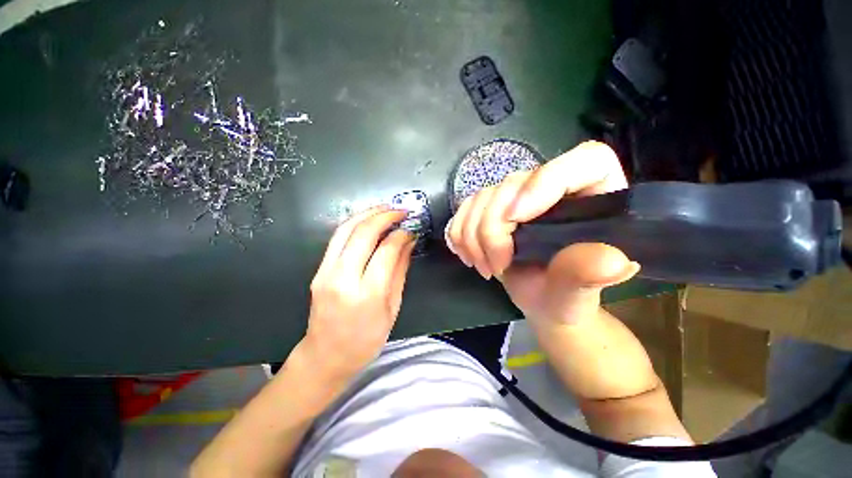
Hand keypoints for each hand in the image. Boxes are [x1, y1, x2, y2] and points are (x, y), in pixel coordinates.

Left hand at [302, 206, 415, 380]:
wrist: (326, 356)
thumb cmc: (366, 339)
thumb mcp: (392, 307)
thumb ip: (400, 271)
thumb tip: (408, 242)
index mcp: (368, 294)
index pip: (387, 250)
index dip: (401, 235)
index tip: (411, 228)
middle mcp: (343, 278)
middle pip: (363, 233)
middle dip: (385, 216)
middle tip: (400, 210)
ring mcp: (326, 273)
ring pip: (345, 230)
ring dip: (367, 214)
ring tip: (385, 209)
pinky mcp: (318, 271)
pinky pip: (336, 239)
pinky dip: (354, 224)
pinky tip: (367, 221)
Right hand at [445, 141, 640, 324]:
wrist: (542, 300)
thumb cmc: (566, 296)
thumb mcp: (578, 293)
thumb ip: (588, 275)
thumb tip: (610, 261)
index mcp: (596, 198)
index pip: (585, 161)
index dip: (545, 182)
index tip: (515, 219)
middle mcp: (556, 187)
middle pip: (514, 183)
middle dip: (493, 229)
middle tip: (496, 267)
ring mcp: (520, 196)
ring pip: (483, 196)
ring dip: (473, 236)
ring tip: (485, 267)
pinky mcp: (494, 207)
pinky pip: (466, 208)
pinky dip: (460, 233)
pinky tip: (469, 255)